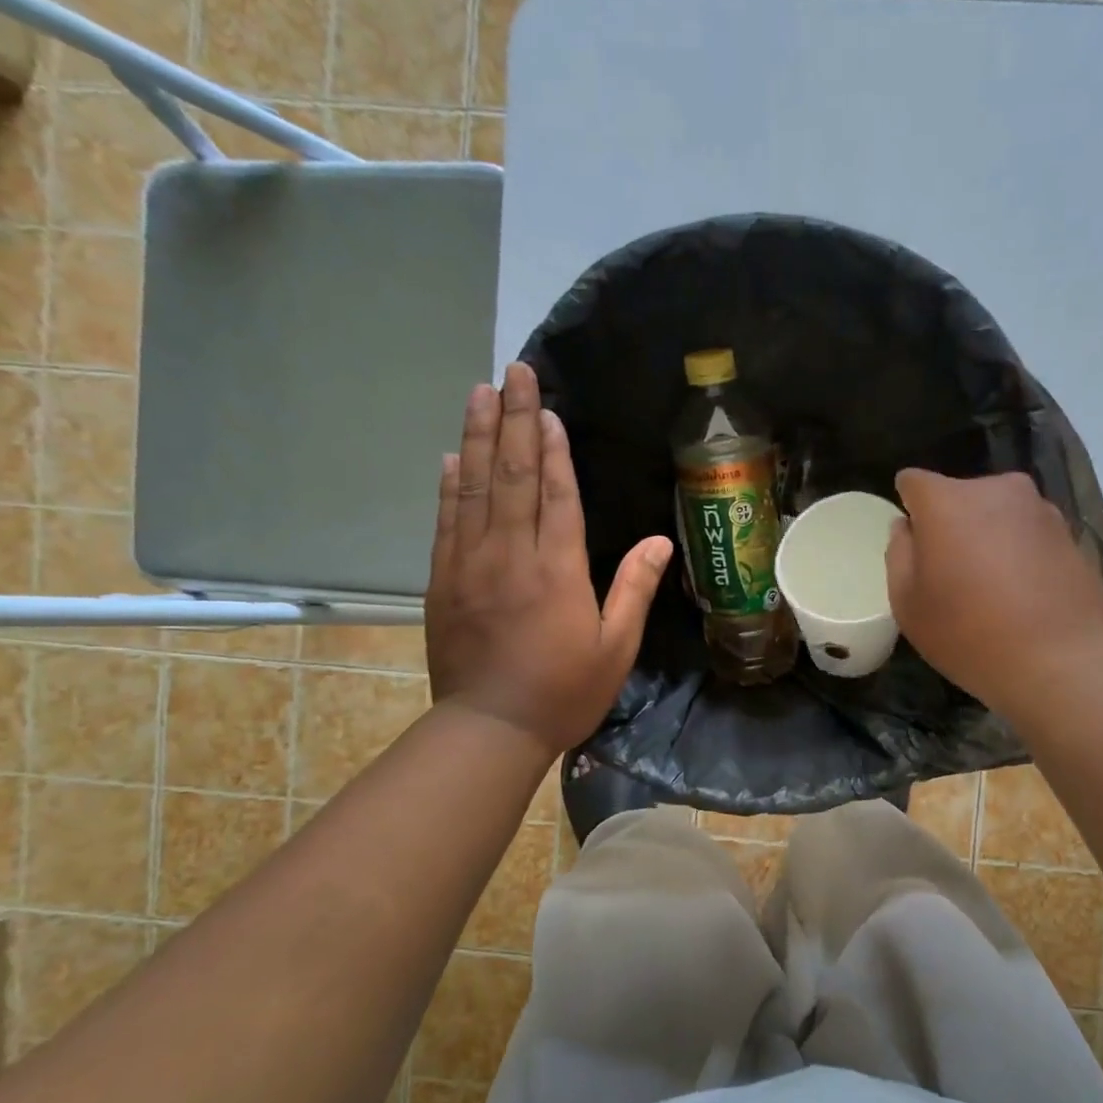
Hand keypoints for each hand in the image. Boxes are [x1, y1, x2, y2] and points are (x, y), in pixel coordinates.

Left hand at [425, 363, 672, 756]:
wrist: (490, 730)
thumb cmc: (563, 692)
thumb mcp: (615, 648)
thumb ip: (634, 589)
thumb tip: (660, 541)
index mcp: (557, 571)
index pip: (556, 496)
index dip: (554, 450)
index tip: (548, 409)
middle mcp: (510, 556)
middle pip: (512, 476)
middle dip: (514, 420)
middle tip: (513, 373)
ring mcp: (469, 566)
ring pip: (474, 489)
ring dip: (477, 437)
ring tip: (479, 393)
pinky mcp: (442, 582)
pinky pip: (446, 522)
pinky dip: (450, 486)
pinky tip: (451, 457)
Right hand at [885, 469, 1102, 719]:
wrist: (1062, 662)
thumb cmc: (969, 634)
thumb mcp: (908, 604)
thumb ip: (899, 555)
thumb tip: (907, 527)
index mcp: (947, 501)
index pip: (914, 482)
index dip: (908, 507)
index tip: (912, 543)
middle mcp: (996, 490)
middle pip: (958, 496)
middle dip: (949, 523)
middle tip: (949, 572)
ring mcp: (1039, 509)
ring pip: (996, 513)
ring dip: (986, 536)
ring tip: (989, 586)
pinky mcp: (1070, 533)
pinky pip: (1027, 533)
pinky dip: (1017, 552)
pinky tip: (1020, 593)